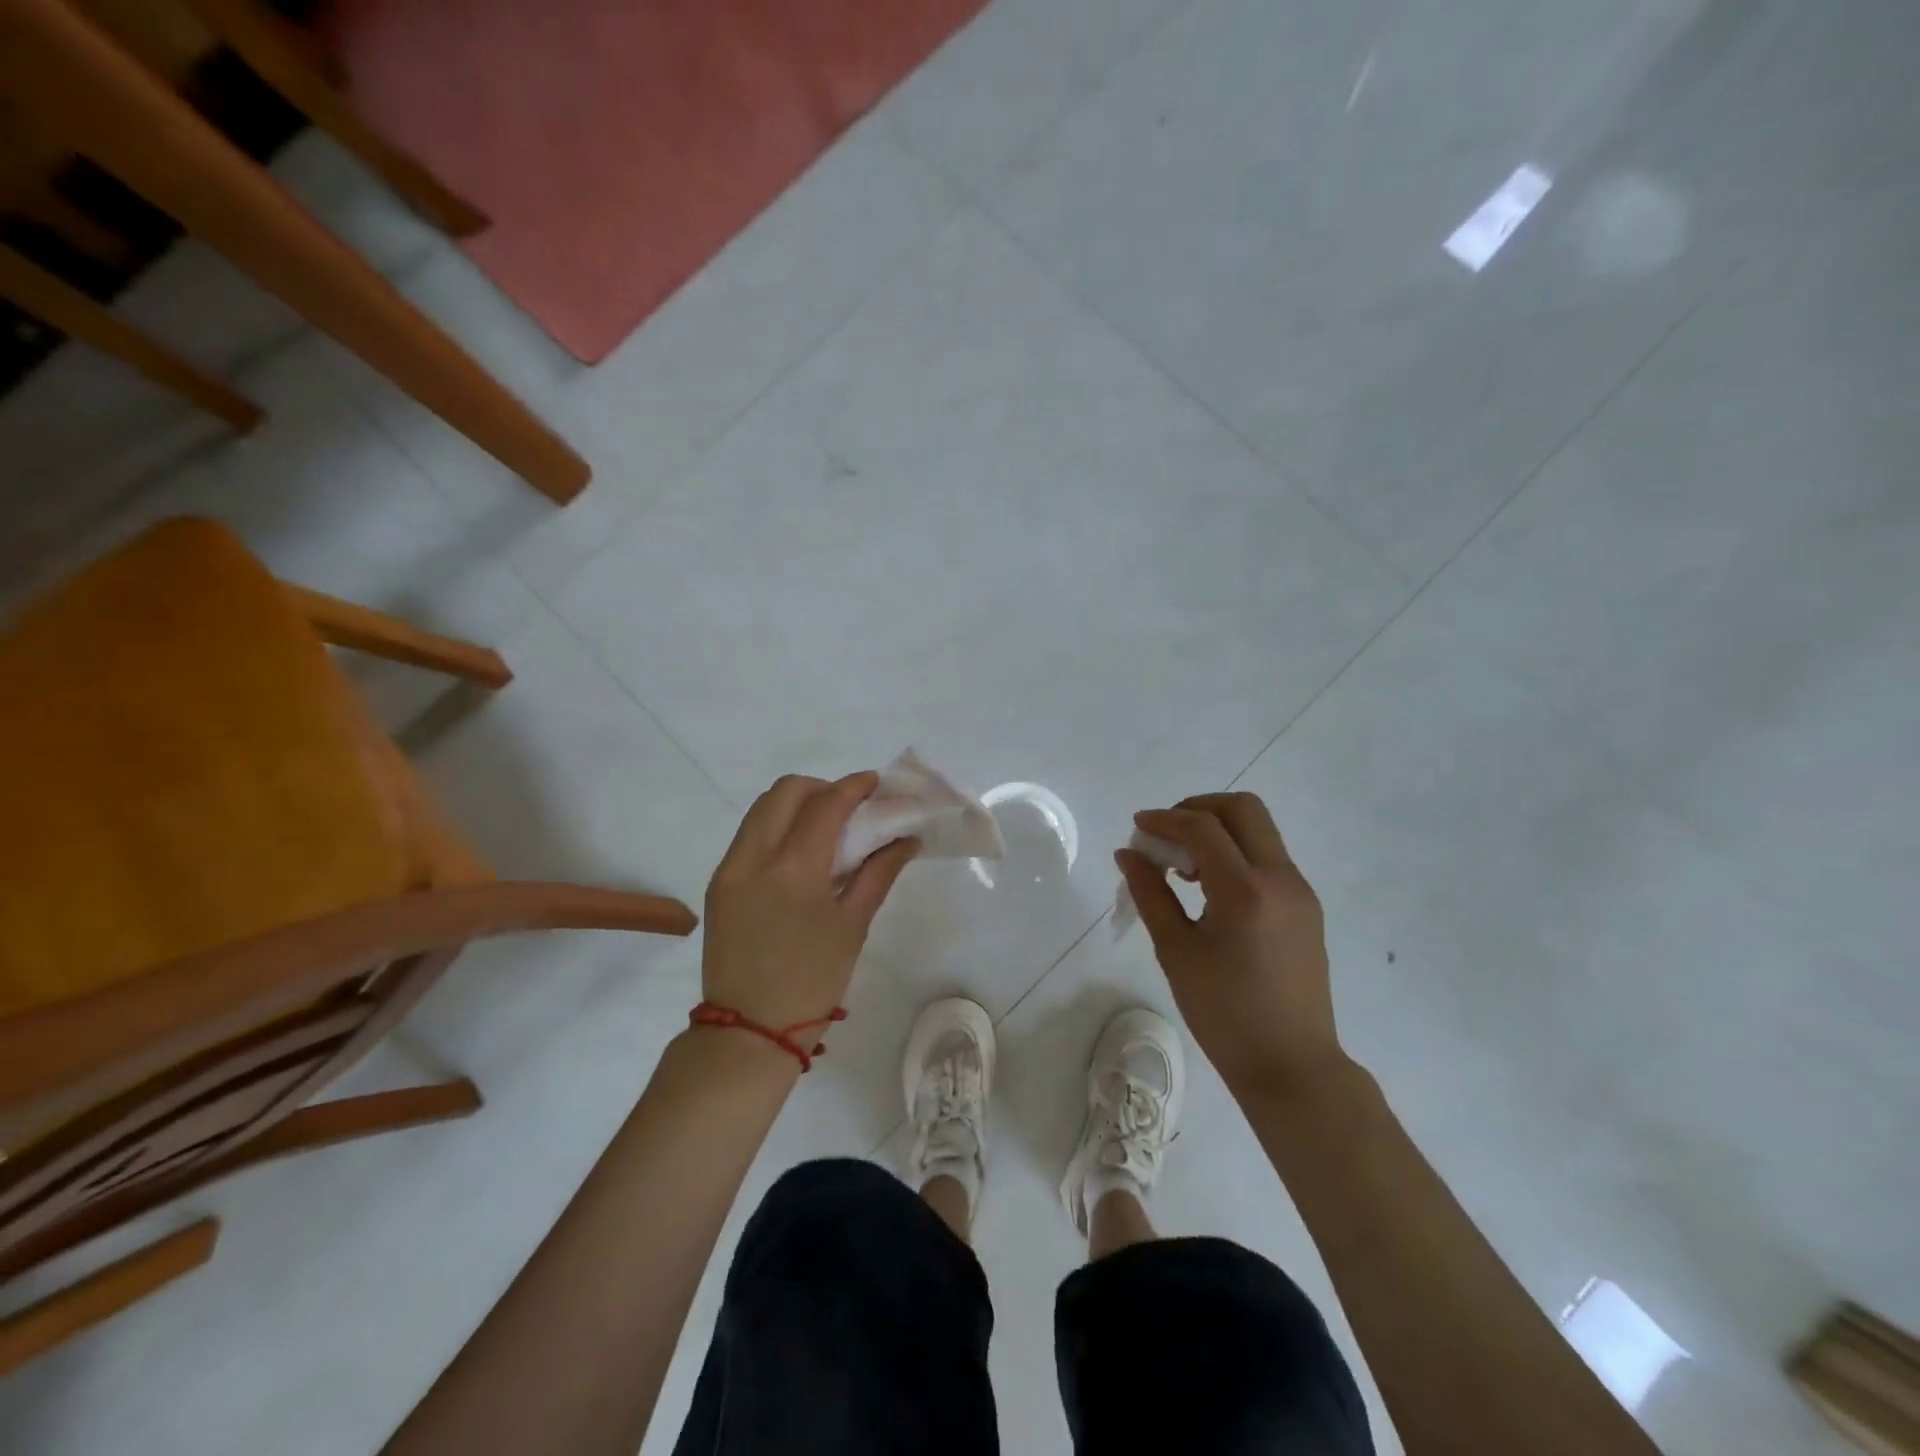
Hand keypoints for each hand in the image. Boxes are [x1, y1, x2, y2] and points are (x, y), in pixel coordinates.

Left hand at [702, 772, 917, 1037]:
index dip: (854, 786)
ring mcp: (730, 868)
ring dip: (796, 803)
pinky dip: (776, 827)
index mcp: (794, 868)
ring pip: (762, 808)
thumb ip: (879, 873)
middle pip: (786, 791)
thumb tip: (907, 840)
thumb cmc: (813, 981)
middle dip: (822, 788)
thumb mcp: (853, 925)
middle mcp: (755, 856)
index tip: (875, 784)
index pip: (826, 804)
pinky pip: (749, 835)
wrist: (749, 1030)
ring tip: (824, 827)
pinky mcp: (718, 883)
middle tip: (849, 807)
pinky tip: (798, 853)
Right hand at [1118, 792, 1348, 1099]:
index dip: (1165, 819)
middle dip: (1197, 808)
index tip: (1138, 827)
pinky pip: (1268, 857)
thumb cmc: (1224, 1013)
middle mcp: (1281, 879)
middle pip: (1243, 808)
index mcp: (1246, 891)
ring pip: (1259, 830)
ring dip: (1218, 830)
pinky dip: (1235, 853)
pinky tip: (1210, 888)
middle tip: (1166, 834)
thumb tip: (1128, 854)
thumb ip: (1150, 893)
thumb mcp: (1176, 951)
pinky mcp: (1306, 906)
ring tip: (1184, 866)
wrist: (1292, 1065)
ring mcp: (1300, 891)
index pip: (1203, 827)